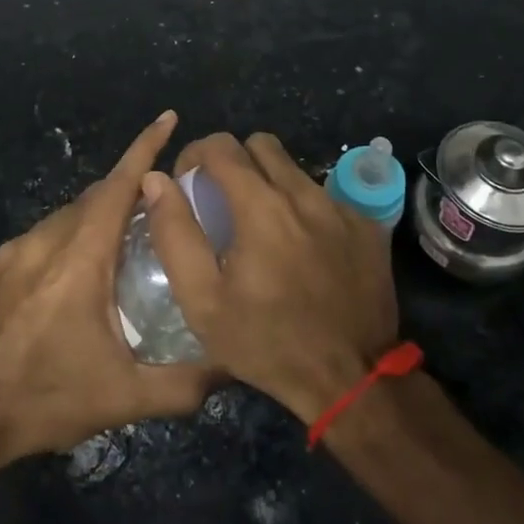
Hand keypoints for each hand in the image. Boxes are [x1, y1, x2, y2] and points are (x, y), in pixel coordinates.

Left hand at [0, 111, 215, 475]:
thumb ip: (183, 384)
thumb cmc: (41, 400)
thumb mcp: (122, 399)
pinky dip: (55, 250)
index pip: (120, 184)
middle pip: (93, 199)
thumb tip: (230, 366)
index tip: (168, 117)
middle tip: (154, 214)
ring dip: (90, 226)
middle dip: (126, 195)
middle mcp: (43, 241)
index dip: (146, 147)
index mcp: (80, 256)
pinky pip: (30, 246)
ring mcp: (7, 255)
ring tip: (111, 257)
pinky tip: (58, 291)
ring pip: (60, 222)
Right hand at [142, 132, 398, 423]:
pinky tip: (303, 249)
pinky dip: (305, 209)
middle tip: (224, 200)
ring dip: (271, 183)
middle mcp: (304, 193)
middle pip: (261, 144)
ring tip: (263, 228)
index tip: (190, 182)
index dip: (197, 154)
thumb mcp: (203, 301)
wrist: (351, 378)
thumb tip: (157, 181)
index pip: (222, 146)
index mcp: (261, 207)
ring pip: (295, 169)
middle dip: (235, 161)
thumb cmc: (267, 344)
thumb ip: (175, 233)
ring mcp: (341, 207)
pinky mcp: (367, 225)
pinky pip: (326, 196)